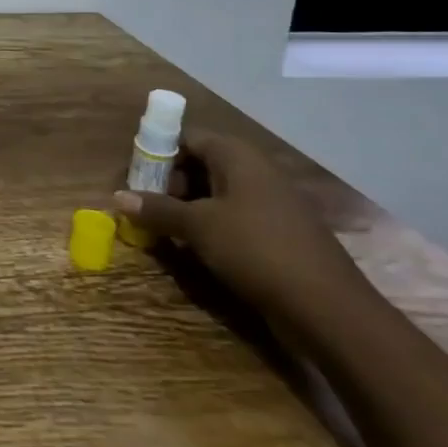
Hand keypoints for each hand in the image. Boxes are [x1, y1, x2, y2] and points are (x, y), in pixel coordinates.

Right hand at [112, 130, 365, 323]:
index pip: (188, 137)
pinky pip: (235, 217)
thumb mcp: (197, 227)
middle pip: (201, 163)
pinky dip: (211, 226)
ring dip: (188, 208)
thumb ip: (157, 209)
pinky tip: (197, 249)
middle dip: (170, 183)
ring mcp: (272, 203)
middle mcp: (256, 172)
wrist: (329, 309)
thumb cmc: (256, 250)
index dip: (159, 152)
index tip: (136, 176)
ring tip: (166, 231)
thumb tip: (118, 197)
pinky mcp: (279, 233)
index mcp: (238, 157)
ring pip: (217, 193)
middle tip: (148, 207)